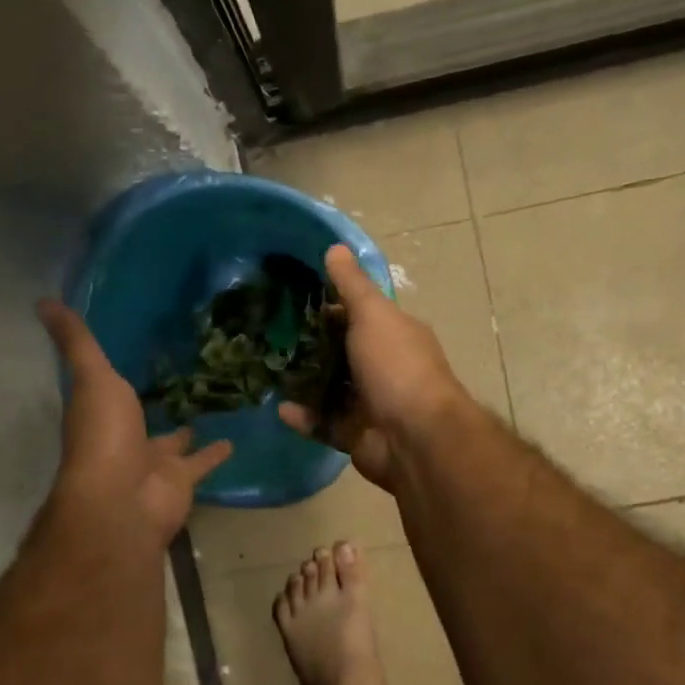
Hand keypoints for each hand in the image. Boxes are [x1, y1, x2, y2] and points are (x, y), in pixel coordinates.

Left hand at [39, 300, 232, 546]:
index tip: (130, 351)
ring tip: (211, 403)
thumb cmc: (103, 436)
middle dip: (154, 403)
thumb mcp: (91, 378)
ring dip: (187, 429)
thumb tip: (43, 301)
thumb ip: (77, 343)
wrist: (123, 502)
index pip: (104, 389)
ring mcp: (152, 462)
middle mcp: (124, 439)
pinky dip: (216, 453)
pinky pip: (202, 462)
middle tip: (179, 378)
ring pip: (173, 441)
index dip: (112, 373)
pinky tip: (234, 439)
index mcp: (98, 414)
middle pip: (140, 418)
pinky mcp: (181, 480)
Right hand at [278, 245, 468, 489]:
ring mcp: (370, 404)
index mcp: (394, 335)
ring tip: (269, 370)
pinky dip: (304, 417)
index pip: (359, 314)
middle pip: (342, 352)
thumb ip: (352, 285)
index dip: (329, 305)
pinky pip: (324, 424)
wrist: (415, 437)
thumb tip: (335, 246)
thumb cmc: (396, 366)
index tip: (293, 299)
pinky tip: (279, 408)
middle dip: (311, 346)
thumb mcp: (373, 315)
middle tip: (271, 336)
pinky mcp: (356, 435)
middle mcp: (385, 367)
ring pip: (331, 390)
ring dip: (304, 383)